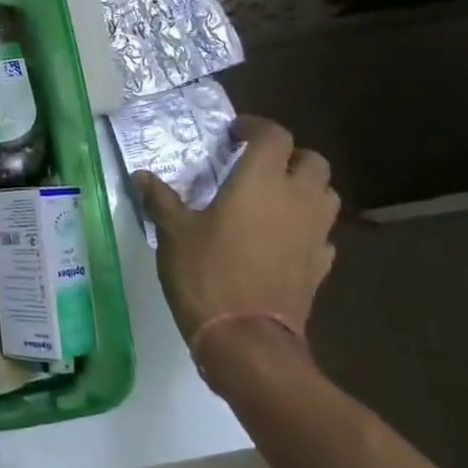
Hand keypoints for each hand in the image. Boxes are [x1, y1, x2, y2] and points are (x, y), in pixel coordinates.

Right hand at [135, 115, 338, 350]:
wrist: (247, 340)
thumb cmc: (206, 274)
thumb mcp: (173, 232)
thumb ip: (160, 199)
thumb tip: (141, 176)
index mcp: (261, 182)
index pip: (275, 136)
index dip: (256, 127)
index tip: (234, 134)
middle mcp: (296, 200)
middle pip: (313, 161)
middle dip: (288, 156)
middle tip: (257, 165)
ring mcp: (315, 235)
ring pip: (326, 195)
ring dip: (305, 188)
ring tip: (274, 198)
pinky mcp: (321, 267)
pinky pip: (323, 234)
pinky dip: (307, 227)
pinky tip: (283, 239)